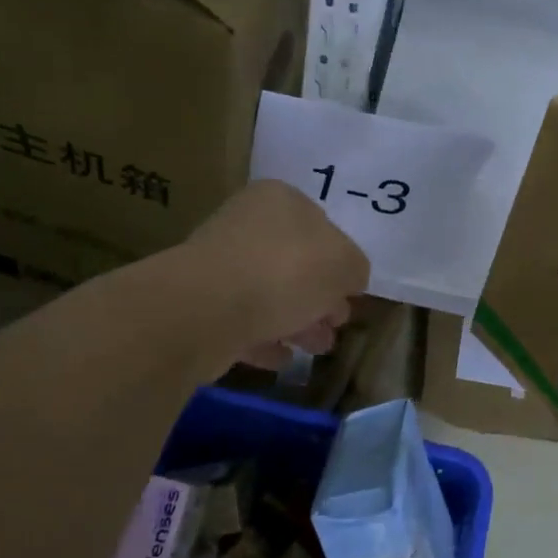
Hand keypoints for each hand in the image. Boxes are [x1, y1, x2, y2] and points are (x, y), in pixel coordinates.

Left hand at [187, 180, 370, 368]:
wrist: (207, 308)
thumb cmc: (285, 272)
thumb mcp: (344, 265)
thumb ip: (355, 269)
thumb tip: (348, 279)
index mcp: (280, 200)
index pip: (322, 226)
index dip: (340, 262)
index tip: (350, 294)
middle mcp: (247, 223)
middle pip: (296, 262)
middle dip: (320, 297)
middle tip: (335, 325)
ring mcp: (220, 263)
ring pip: (270, 293)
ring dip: (298, 320)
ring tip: (316, 349)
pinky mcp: (201, 302)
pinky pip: (243, 319)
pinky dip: (265, 336)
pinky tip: (281, 357)